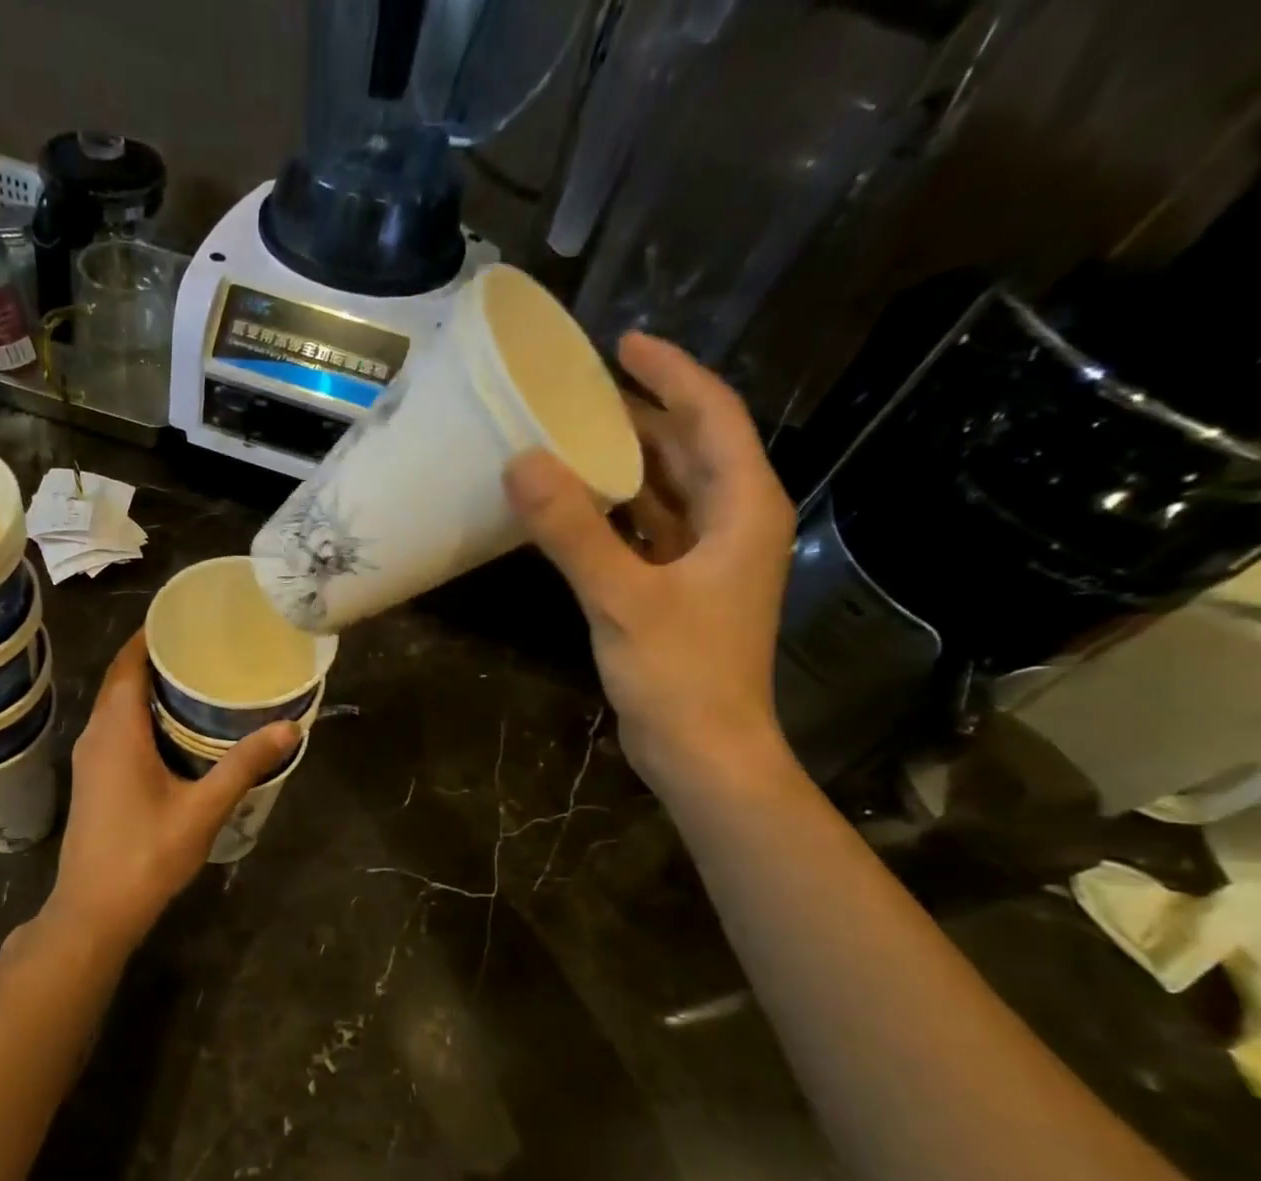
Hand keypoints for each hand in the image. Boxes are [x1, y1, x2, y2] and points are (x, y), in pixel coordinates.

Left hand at [46, 631, 299, 947]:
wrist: (94, 911)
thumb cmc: (146, 855)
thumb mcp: (202, 809)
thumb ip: (244, 765)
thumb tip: (289, 727)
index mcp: (117, 730)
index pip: (128, 662)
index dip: (151, 635)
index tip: (187, 618)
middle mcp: (96, 735)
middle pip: (122, 680)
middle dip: (158, 658)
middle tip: (207, 648)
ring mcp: (91, 759)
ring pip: (118, 706)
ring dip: (150, 689)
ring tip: (199, 681)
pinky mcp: (94, 779)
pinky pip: (117, 729)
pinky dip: (143, 716)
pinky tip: (178, 730)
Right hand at [504, 332, 796, 793]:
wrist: (704, 752)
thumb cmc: (680, 674)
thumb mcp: (622, 598)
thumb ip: (572, 531)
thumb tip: (521, 463)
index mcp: (743, 508)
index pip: (712, 416)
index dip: (669, 373)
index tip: (619, 344)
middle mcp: (733, 523)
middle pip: (690, 448)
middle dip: (641, 414)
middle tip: (579, 390)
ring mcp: (706, 560)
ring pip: (666, 491)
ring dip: (624, 464)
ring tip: (570, 436)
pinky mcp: (678, 591)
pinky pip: (647, 532)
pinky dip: (614, 513)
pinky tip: (573, 507)